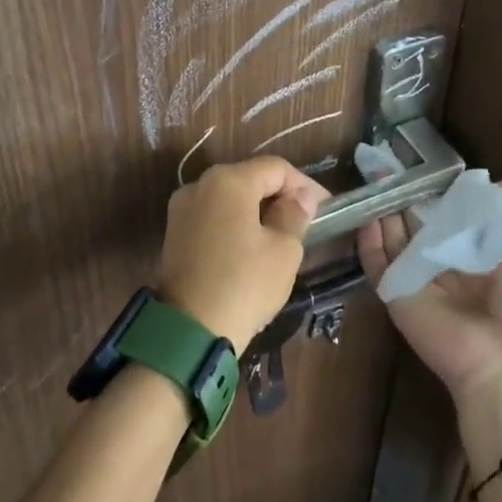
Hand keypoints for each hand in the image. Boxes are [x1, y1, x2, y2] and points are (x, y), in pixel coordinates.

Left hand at [158, 157, 326, 349]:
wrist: (189, 332)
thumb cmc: (245, 284)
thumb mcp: (284, 250)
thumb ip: (295, 214)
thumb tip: (301, 198)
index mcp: (228, 180)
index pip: (276, 169)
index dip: (305, 185)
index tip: (326, 208)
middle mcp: (200, 185)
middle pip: (250, 179)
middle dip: (280, 196)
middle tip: (307, 221)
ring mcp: (182, 209)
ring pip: (230, 199)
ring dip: (258, 211)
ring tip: (283, 235)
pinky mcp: (174, 234)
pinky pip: (213, 217)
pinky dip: (236, 224)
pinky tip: (253, 247)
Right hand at [357, 177, 501, 461]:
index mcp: (479, 256)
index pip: (453, 215)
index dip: (440, 192)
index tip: (425, 163)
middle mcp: (446, 265)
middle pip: (420, 224)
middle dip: (407, 196)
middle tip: (390, 163)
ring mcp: (417, 279)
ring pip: (395, 238)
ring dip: (385, 210)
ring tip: (374, 176)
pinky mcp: (394, 293)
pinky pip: (377, 262)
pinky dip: (368, 239)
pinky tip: (367, 213)